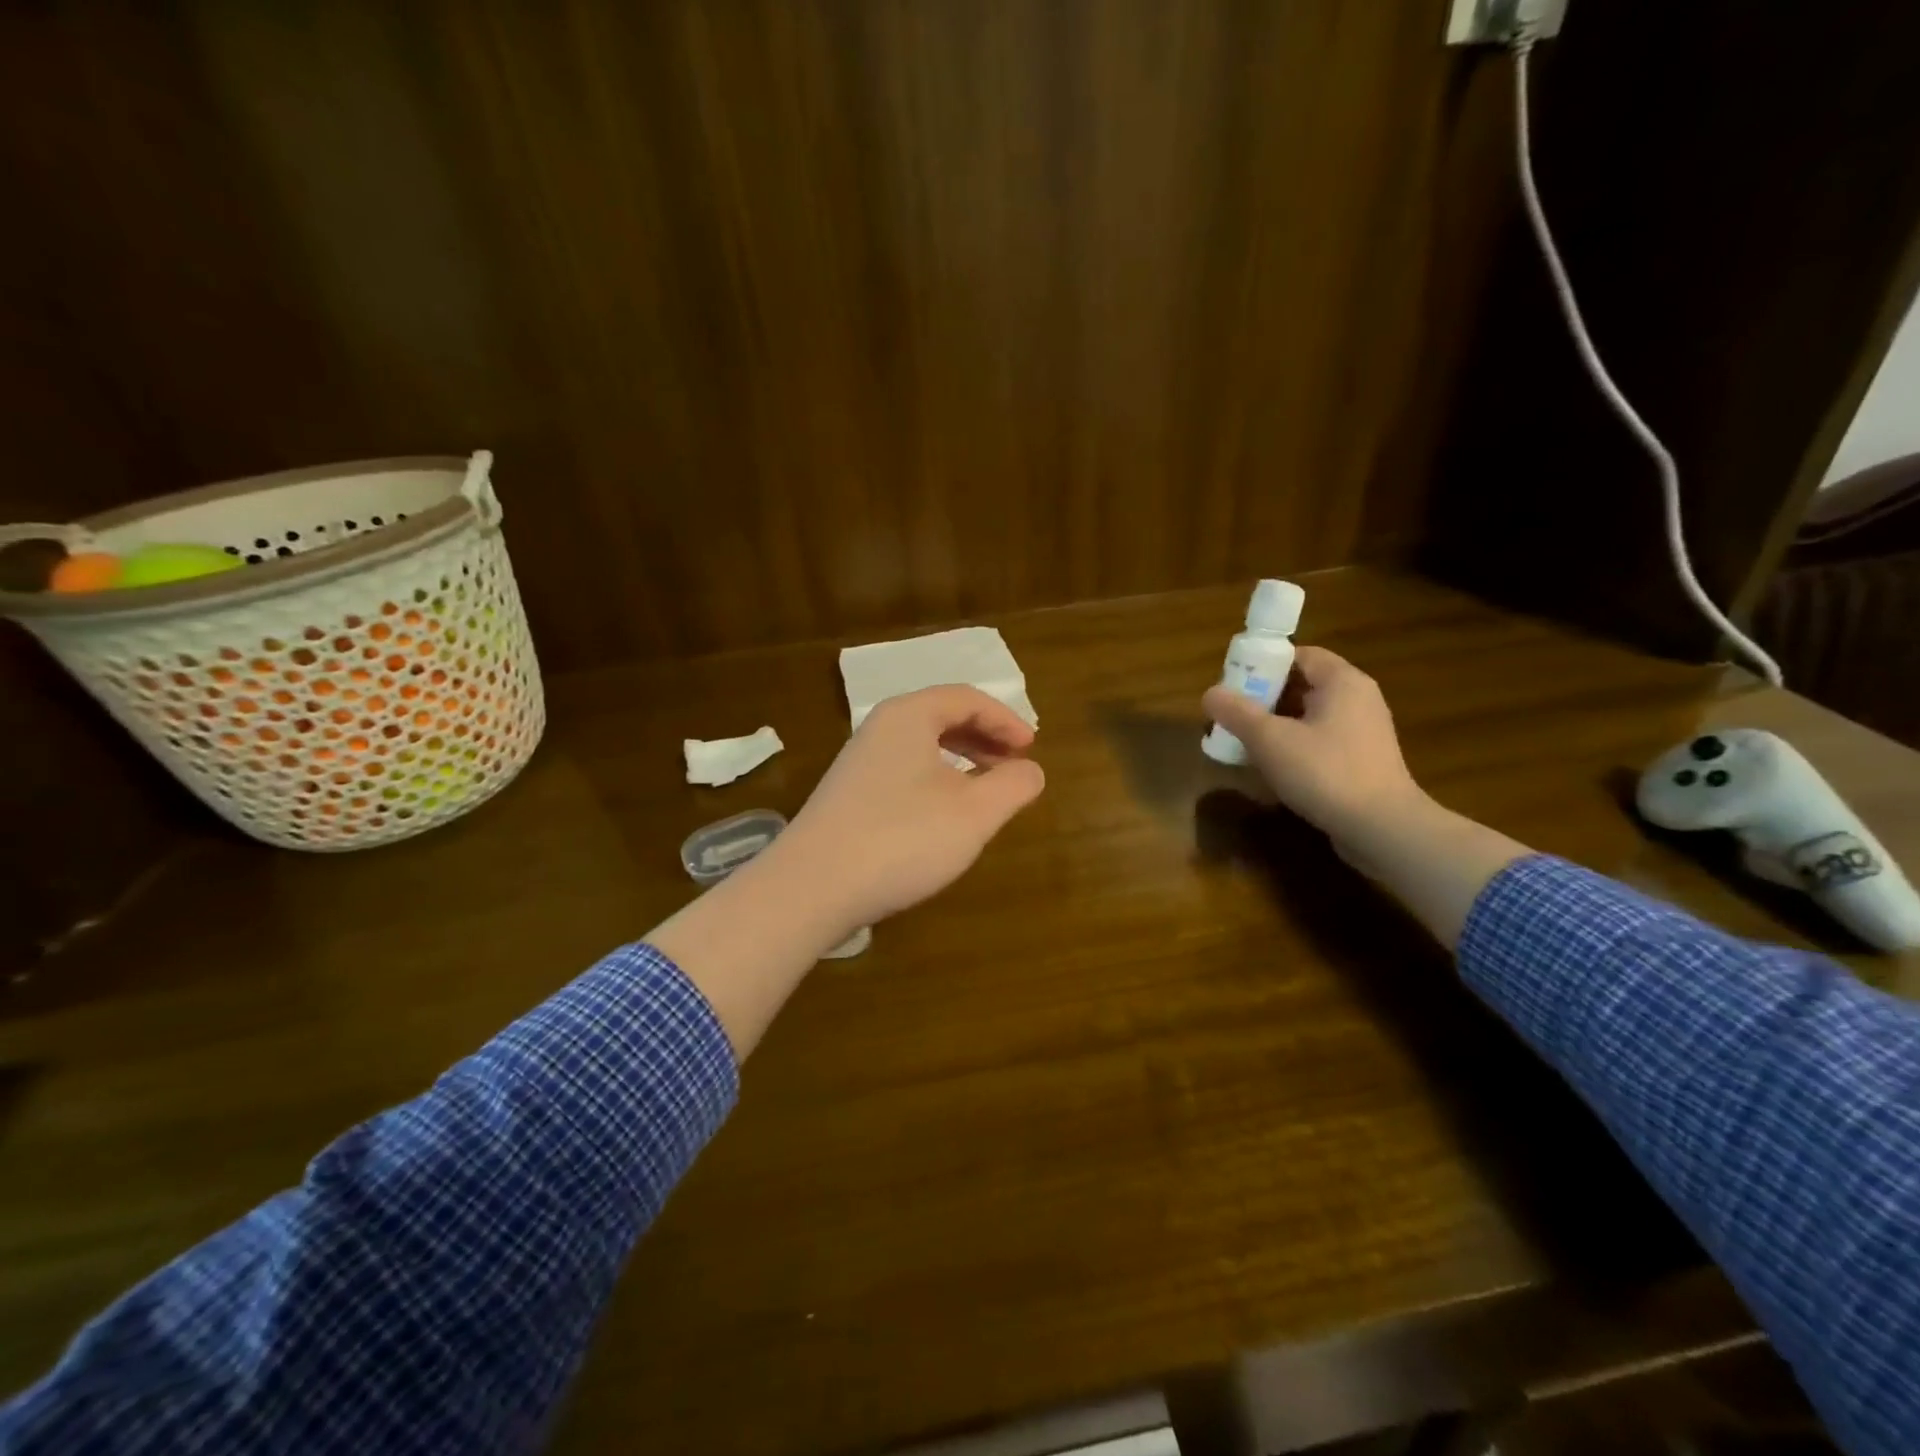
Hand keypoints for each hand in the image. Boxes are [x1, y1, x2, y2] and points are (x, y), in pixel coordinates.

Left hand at [767, 685, 1045, 937]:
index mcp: (909, 716)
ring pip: (921, 746)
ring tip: (986, 789)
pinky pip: (903, 770)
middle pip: (942, 717)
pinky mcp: (848, 794)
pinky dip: (935, 780)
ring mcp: (858, 761)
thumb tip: (1031, 770)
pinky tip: (944, 814)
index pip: (967, 699)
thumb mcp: (974, 813)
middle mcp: (880, 728)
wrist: (812, 887)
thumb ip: (1012, 785)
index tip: (1032, 748)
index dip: (1006, 720)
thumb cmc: (903, 839)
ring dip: (960, 760)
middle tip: (1014, 765)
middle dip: (984, 737)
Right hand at [1203, 646, 1426, 845]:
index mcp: (1342, 682)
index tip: (1234, 684)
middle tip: (1232, 715)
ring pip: (1311, 716)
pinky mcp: (1364, 761)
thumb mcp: (1269, 740)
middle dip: (1265, 698)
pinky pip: (1322, 741)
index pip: (1300, 655)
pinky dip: (1296, 746)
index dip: (1265, 664)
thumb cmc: (1325, 772)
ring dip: (1277, 725)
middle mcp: (1359, 699)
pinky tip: (1273, 768)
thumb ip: (1237, 712)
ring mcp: (1364, 732)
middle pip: (1304, 685)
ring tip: (1245, 743)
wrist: (1382, 829)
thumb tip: (1210, 693)